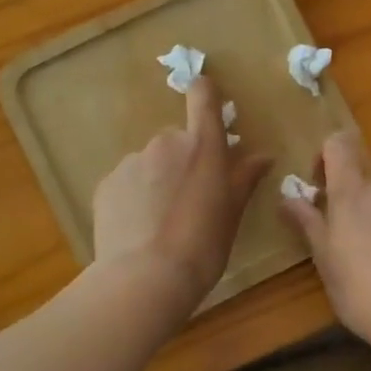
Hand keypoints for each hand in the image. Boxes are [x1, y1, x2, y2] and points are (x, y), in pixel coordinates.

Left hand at [92, 75, 270, 306]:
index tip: (206, 99)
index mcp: (202, 145)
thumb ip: (245, 178)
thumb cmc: (203, 244)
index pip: (202, 96)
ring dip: (158, 180)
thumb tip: (263, 156)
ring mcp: (131, 162)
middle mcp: (165, 143)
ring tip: (162, 222)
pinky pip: (127, 183)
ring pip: (150, 163)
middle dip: (183, 160)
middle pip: (177, 140)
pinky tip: (140, 230)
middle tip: (191, 198)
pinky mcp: (107, 184)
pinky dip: (134, 198)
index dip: (204, 92)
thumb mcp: (233, 213)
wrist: (146, 277)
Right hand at [280, 131, 370, 345]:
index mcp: (352, 193)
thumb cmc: (361, 290)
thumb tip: (288, 198)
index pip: (339, 145)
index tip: (321, 188)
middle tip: (348, 245)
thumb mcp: (325, 260)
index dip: (327, 157)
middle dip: (355, 206)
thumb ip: (308, 223)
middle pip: (365, 183)